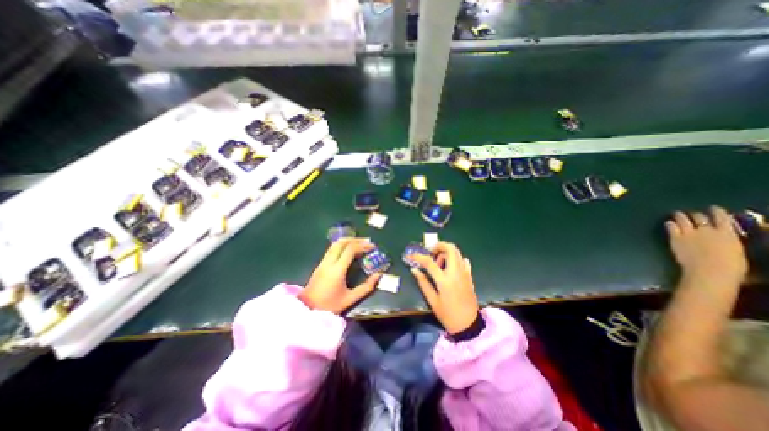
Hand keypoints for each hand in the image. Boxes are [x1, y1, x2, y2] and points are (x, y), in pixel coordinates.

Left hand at [300, 237, 384, 313]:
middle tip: (367, 242)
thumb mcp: (350, 299)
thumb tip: (379, 275)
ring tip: (359, 244)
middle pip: (341, 242)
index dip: (362, 246)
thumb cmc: (329, 306)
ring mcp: (322, 263)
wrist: (307, 310)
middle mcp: (329, 262)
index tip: (372, 247)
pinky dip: (342, 246)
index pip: (350, 250)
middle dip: (355, 240)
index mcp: (337, 270)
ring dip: (348, 241)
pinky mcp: (320, 265)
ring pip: (335, 244)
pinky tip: (348, 251)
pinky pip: (331, 249)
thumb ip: (366, 287)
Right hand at [412, 242, 477, 332]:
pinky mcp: (469, 276)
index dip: (418, 257)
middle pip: (450, 249)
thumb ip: (423, 283)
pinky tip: (448, 267)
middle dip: (439, 246)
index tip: (411, 256)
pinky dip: (455, 259)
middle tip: (430, 252)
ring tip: (439, 263)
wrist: (469, 325)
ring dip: (446, 252)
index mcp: (445, 280)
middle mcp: (456, 273)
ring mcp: (465, 273)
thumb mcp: (432, 300)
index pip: (429, 262)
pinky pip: (463, 261)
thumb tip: (414, 269)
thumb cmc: (448, 315)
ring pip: (457, 253)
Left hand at [665, 205, 748, 286]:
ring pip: (683, 219)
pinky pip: (671, 227)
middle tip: (692, 214)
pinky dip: (670, 224)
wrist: (710, 270)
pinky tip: (668, 223)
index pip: (722, 217)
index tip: (713, 208)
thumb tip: (724, 242)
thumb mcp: (735, 251)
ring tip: (677, 214)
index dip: (716, 211)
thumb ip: (727, 242)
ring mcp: (689, 233)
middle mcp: (707, 230)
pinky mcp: (675, 238)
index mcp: (727, 233)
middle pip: (700, 217)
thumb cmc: (730, 266)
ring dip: (680, 216)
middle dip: (696, 215)